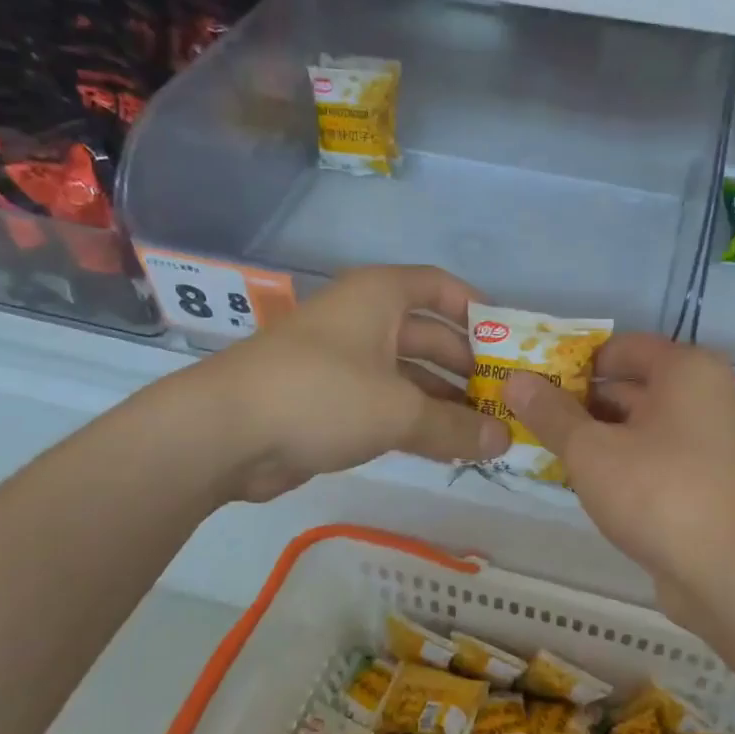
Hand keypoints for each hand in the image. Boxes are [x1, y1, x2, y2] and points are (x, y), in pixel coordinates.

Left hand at [203, 265, 509, 501]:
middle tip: (506, 400)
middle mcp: (363, 319)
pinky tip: (444, 446)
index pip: (441, 288)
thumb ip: (455, 427)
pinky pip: (384, 402)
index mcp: (380, 297)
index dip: (478, 311)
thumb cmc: (321, 395)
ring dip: (444, 400)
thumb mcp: (398, 410)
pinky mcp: (328, 399)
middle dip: (467, 367)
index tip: (510, 344)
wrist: (224, 432)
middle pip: (429, 335)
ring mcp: (343, 360)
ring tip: (485, 430)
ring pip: (407, 374)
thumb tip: (504, 440)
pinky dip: (414, 420)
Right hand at [505, 336, 734, 625]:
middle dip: (575, 402)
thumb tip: (515, 380)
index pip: (617, 347)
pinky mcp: (700, 479)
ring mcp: (704, 440)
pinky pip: (648, 456)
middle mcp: (701, 395)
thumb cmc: (659, 493)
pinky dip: (616, 462)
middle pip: (626, 385)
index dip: (570, 362)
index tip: (530, 384)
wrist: (730, 573)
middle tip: (523, 418)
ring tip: (540, 448)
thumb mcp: (591, 450)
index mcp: (684, 369)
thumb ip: (551, 414)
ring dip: (592, 435)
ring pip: (635, 424)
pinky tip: (579, 480)